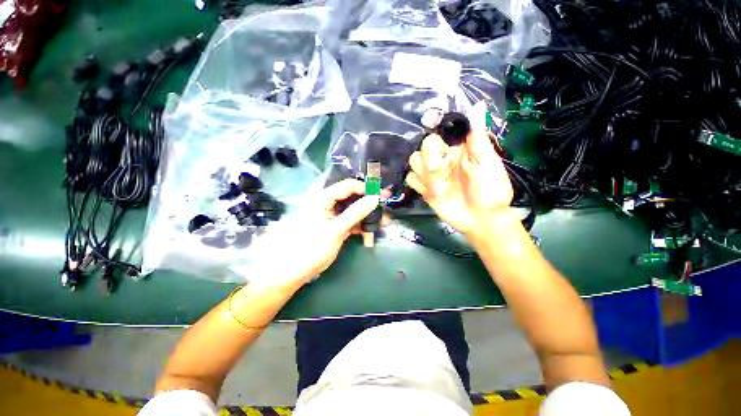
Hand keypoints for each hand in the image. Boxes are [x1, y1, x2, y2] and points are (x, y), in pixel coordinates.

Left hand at [273, 179, 381, 284]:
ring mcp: (333, 216)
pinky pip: (352, 223)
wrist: (294, 272)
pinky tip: (368, 239)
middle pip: (354, 198)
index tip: (383, 197)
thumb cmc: (312, 247)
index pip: (350, 186)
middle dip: (370, 207)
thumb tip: (375, 198)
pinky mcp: (336, 227)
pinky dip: (361, 229)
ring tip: (381, 228)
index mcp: (324, 197)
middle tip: (385, 215)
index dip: (367, 189)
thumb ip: (356, 212)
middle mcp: (329, 203)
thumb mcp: (336, 229)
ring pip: (355, 211)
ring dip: (368, 220)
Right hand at [405, 129, 514, 237]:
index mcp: (457, 149)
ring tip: (438, 184)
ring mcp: (432, 175)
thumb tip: (478, 106)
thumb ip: (478, 137)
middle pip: (422, 147)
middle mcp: (442, 159)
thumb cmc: (490, 190)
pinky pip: (410, 179)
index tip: (438, 142)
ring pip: (413, 161)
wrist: (482, 219)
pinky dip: (417, 183)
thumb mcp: (488, 162)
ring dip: (422, 171)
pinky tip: (430, 190)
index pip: (438, 133)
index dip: (435, 135)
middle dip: (429, 158)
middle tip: (442, 170)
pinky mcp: (424, 189)